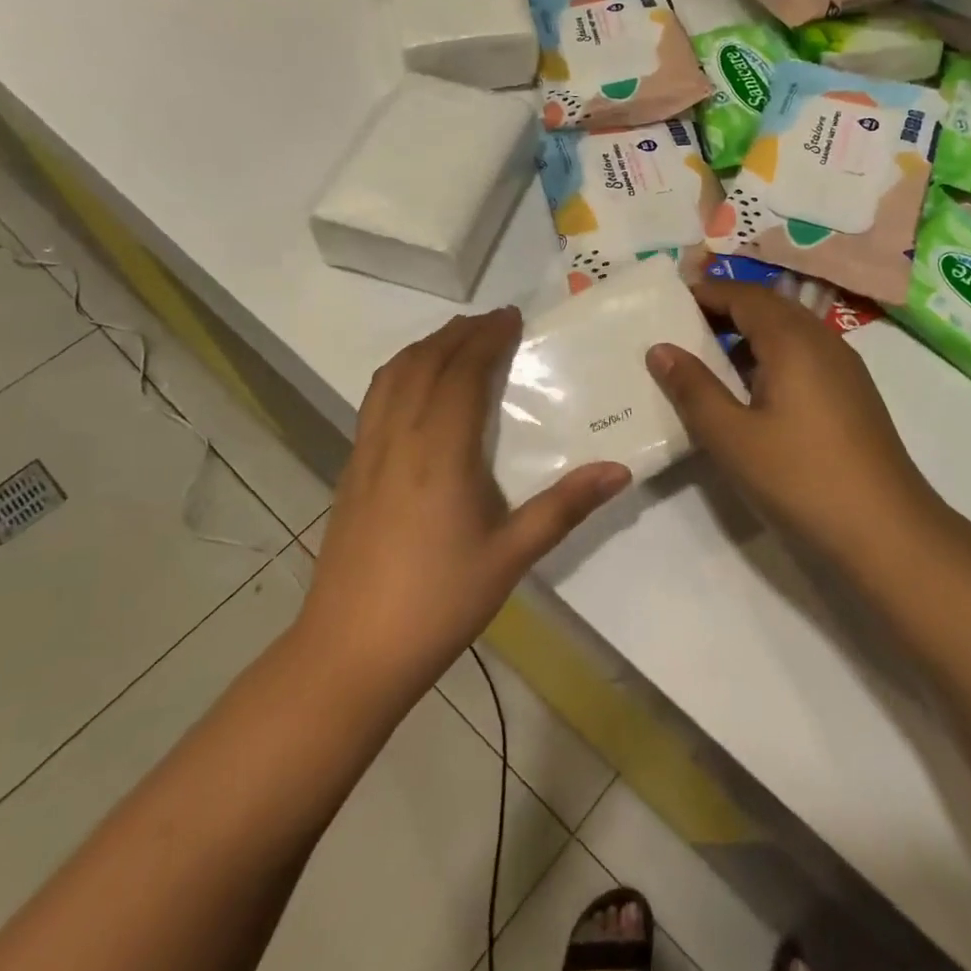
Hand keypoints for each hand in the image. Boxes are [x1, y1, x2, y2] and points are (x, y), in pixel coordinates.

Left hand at [296, 308, 629, 712]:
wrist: (349, 653)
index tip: (512, 317)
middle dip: (458, 333)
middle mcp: (398, 437)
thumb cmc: (438, 603)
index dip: (486, 338)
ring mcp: (366, 452)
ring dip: (425, 347)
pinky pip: (375, 400)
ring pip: (392, 376)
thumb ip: (565, 507)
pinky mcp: (350, 471)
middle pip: (424, 363)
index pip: (462, 371)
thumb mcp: (511, 556)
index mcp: (439, 451)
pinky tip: (416, 390)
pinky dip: (400, 373)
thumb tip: (621, 469)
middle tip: (492, 322)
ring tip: (455, 341)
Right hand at [647, 281, 943, 561]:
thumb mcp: (732, 437)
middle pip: (770, 307)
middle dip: (726, 310)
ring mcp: (844, 368)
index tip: (670, 303)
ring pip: (790, 331)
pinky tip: (754, 392)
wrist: (887, 531)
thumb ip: (693, 389)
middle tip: (684, 328)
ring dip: (750, 335)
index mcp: (793, 340)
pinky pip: (806, 355)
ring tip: (710, 359)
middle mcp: (823, 341)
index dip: (707, 294)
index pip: (744, 296)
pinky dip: (773, 357)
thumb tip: (660, 349)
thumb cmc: (801, 478)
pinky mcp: (854, 395)